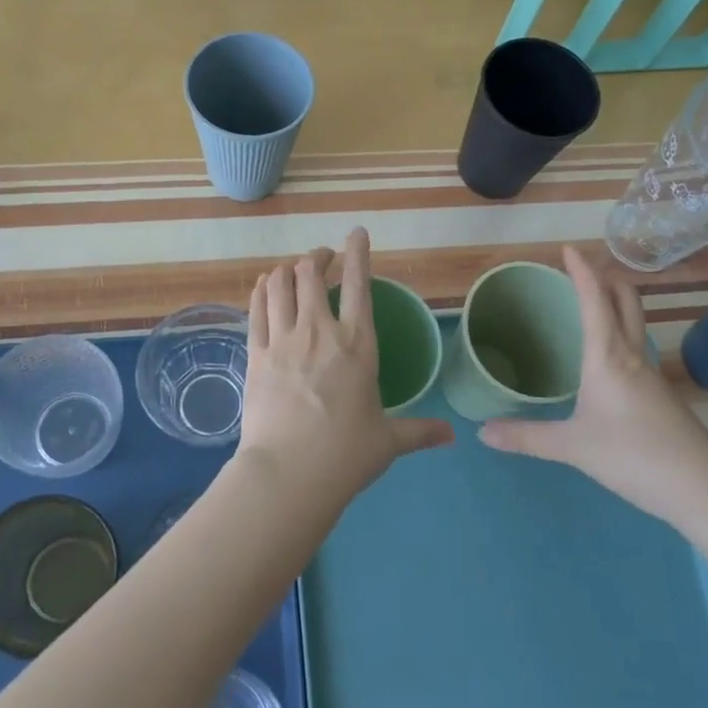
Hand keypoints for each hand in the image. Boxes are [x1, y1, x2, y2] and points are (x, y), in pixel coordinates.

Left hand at [238, 227, 452, 511]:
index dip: (358, 252)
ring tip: (294, 270)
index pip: (359, 285)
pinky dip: (261, 291)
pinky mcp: (255, 355)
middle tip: (323, 258)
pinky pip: (255, 309)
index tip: (356, 232)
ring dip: (288, 270)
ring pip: (279, 284)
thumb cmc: (346, 456)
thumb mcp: (389, 441)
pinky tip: (265, 287)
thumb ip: (420, 431)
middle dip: (318, 257)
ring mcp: (282, 340)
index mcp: (358, 345)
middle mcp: (319, 331)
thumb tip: (452, 436)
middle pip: (311, 273)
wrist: (288, 474)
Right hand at [479, 246, 707, 522]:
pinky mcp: (662, 395)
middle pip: (626, 302)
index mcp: (608, 356)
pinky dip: (621, 334)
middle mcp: (633, 356)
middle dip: (607, 278)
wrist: (702, 487)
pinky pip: (637, 349)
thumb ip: (527, 437)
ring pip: (635, 324)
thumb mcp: (572, 447)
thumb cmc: (633, 455)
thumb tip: (482, 432)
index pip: (594, 301)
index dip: (582, 272)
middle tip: (584, 267)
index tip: (569, 248)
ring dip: (617, 304)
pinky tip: (608, 358)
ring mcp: (652, 375)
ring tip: (593, 303)